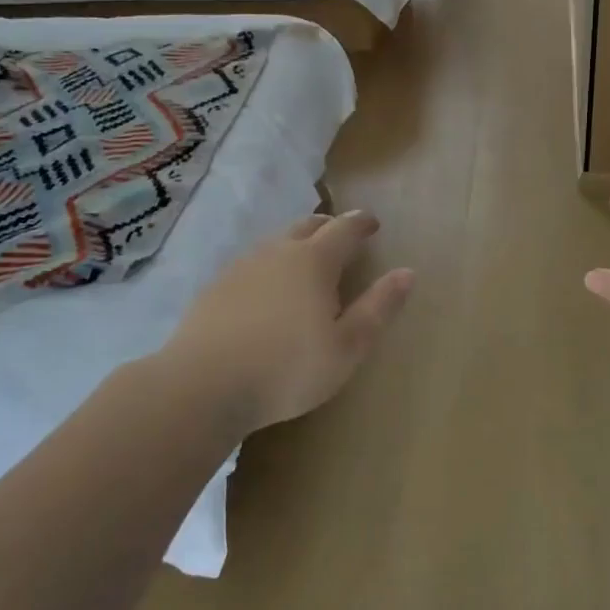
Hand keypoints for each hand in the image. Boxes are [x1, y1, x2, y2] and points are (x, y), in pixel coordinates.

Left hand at [159, 211, 414, 431]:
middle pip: (307, 226)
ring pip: (276, 242)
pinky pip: (251, 264)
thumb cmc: (287, 368)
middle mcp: (276, 253)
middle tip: (341, 236)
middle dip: (328, 227)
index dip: (361, 223)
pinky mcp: (215, 288)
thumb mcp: (347, 347)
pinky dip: (269, 266)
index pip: (344, 229)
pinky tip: (266, 290)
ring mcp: (240, 267)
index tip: (373, 223)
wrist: (202, 386)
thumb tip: (407, 272)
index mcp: (313, 261)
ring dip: (296, 244)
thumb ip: (378, 308)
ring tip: (306, 261)